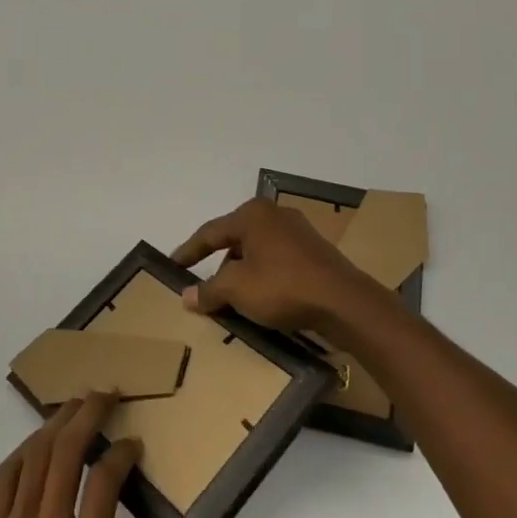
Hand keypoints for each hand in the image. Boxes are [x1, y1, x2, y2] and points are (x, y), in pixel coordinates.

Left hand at [0, 393, 154, 517]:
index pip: (106, 480)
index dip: (122, 451)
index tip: (132, 441)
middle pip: (67, 453)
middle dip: (88, 413)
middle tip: (105, 392)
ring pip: (34, 457)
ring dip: (56, 422)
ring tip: (73, 403)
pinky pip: (5, 480)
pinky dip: (23, 452)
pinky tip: (35, 442)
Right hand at [173, 198, 380, 333]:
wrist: (344, 302)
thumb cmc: (283, 287)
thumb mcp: (237, 290)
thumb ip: (209, 290)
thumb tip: (186, 295)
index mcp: (252, 215)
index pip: (210, 232)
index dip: (189, 251)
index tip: (172, 265)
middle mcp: (274, 215)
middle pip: (235, 240)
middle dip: (218, 265)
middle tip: (205, 287)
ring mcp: (298, 231)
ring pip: (257, 251)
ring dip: (242, 273)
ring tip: (234, 298)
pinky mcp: (315, 251)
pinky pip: (277, 260)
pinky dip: (264, 276)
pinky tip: (262, 298)